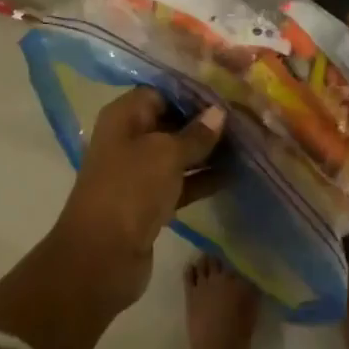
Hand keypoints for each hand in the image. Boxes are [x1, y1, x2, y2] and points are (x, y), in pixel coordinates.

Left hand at [52, 89, 224, 309]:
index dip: (192, 93)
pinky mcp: (149, 201)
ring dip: (207, 151)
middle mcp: (129, 138)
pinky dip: (202, 178)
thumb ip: (195, 134)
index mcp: (124, 116)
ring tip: (246, 144)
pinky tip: (233, 175)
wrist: (101, 257)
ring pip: (177, 153)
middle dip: (204, 122)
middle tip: (243, 118)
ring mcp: (138, 171)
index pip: (161, 92)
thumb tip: (218, 112)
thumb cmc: (131, 189)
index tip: (226, 94)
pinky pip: (180, 182)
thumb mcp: (166, 154)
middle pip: (170, 121)